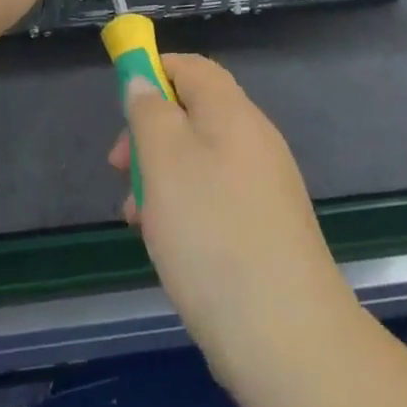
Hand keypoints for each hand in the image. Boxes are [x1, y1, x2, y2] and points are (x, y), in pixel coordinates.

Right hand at [110, 53, 360, 396]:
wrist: (287, 338)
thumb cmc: (212, 232)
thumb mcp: (164, 159)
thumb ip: (148, 111)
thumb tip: (143, 82)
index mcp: (232, 113)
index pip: (190, 67)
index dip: (152, 72)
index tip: (120, 104)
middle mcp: (254, 141)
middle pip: (192, 115)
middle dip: (149, 135)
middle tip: (120, 168)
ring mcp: (264, 188)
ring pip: (199, 162)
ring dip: (161, 178)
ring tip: (137, 219)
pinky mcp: (266, 230)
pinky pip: (215, 200)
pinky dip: (185, 210)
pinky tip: (168, 246)